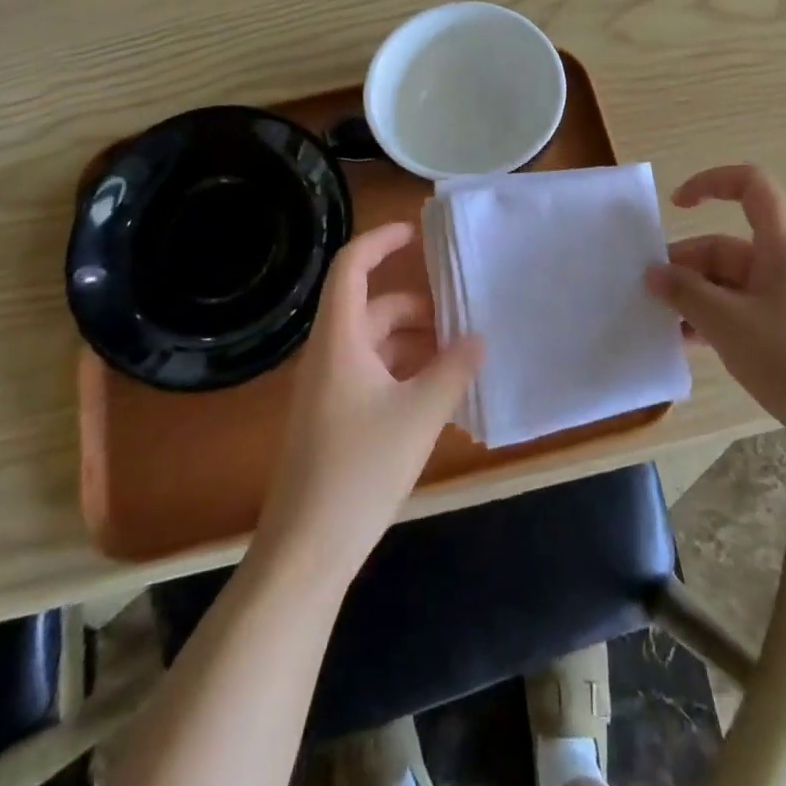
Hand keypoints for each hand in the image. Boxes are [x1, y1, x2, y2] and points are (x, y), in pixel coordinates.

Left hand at [255, 222, 482, 585]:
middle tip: (463, 317)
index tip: (417, 234)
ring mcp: (329, 388)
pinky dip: (405, 373)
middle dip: (417, 307)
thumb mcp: (418, 415)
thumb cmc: (359, 470)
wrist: (306, 550)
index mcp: (339, 339)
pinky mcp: (334, 418)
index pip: (351, 267)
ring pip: (375, 344)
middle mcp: (329, 354)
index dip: (380, 241)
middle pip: (372, 308)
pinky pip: (373, 375)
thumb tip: (479, 339)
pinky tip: (439, 395)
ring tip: (461, 357)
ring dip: (415, 343)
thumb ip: (453, 370)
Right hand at [645, 164, 785, 462]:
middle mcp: (783, 266)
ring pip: (727, 284)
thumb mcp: (727, 322)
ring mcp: (785, 302)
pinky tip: (685, 345)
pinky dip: (710, 321)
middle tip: (647, 292)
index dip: (711, 183)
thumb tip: (652, 272)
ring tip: (658, 321)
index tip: (675, 206)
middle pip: (725, 246)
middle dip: (684, 264)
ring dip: (693, 297)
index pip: (750, 186)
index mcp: (780, 245)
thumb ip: (684, 293)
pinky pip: (738, 313)